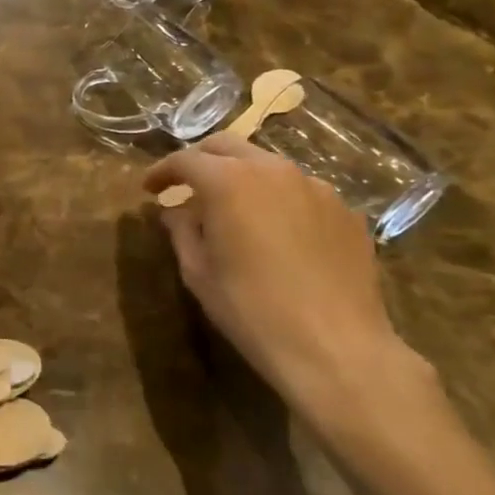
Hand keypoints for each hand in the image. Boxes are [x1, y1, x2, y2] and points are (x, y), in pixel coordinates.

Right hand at [142, 139, 432, 426]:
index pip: (186, 160)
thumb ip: (182, 231)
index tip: (150, 189)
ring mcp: (315, 187)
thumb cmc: (252, 310)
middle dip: (201, 161)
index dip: (162, 171)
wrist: (336, 347)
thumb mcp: (199, 273)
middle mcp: (273, 170)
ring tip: (232, 208)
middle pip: (227, 146)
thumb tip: (176, 212)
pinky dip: (277, 199)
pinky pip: (300, 191)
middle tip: (185, 186)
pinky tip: (275, 231)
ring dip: (241, 176)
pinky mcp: (345, 210)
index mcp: (229, 182)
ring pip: (267, 165)